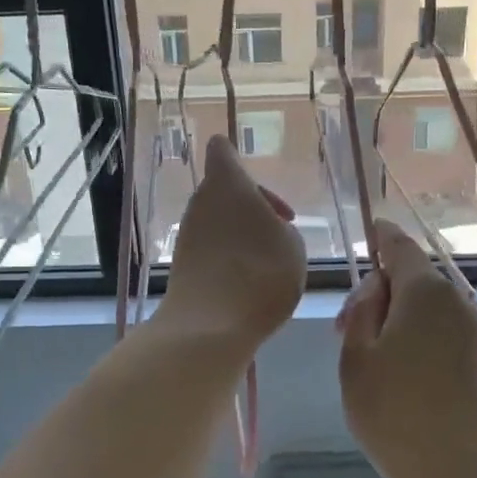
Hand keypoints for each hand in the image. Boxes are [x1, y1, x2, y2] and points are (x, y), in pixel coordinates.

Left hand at [154, 135, 306, 351]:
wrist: (211, 326)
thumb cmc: (261, 273)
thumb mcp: (294, 246)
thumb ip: (282, 228)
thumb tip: (269, 230)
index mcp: (228, 184)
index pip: (222, 151)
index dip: (236, 158)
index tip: (261, 189)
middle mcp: (201, 202)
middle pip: (223, 190)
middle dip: (251, 207)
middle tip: (279, 232)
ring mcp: (188, 234)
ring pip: (217, 221)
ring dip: (240, 234)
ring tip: (268, 263)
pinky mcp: (182, 264)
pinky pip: (210, 249)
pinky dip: (228, 258)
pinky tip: (248, 283)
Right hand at [336, 221, 476, 477]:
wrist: (461, 474)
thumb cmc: (395, 413)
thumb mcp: (356, 358)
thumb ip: (362, 311)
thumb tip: (377, 288)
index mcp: (425, 291)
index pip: (399, 246)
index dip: (381, 237)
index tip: (368, 234)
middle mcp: (457, 301)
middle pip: (414, 279)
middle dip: (381, 293)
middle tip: (347, 331)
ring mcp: (476, 331)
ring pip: (430, 308)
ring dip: (400, 318)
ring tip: (373, 359)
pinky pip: (445, 332)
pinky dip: (422, 337)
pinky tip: (405, 374)